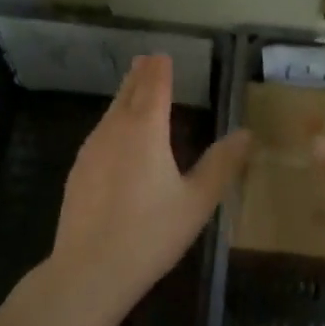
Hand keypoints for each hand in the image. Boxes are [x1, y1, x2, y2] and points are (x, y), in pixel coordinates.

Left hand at [51, 55, 251, 317]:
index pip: (153, 86)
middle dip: (140, 76)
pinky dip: (113, 124)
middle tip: (147, 61)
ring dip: (124, 98)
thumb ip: (222, 164)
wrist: (89, 270)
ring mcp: (91, 151)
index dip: (160, 69)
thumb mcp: (197, 201)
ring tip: (134, 91)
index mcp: (145, 130)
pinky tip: (116, 139)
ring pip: (110, 114)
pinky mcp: (78, 172)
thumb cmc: (151, 233)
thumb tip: (246, 134)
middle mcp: (114, 131)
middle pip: (128, 94)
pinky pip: (100, 135)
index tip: (163, 55)